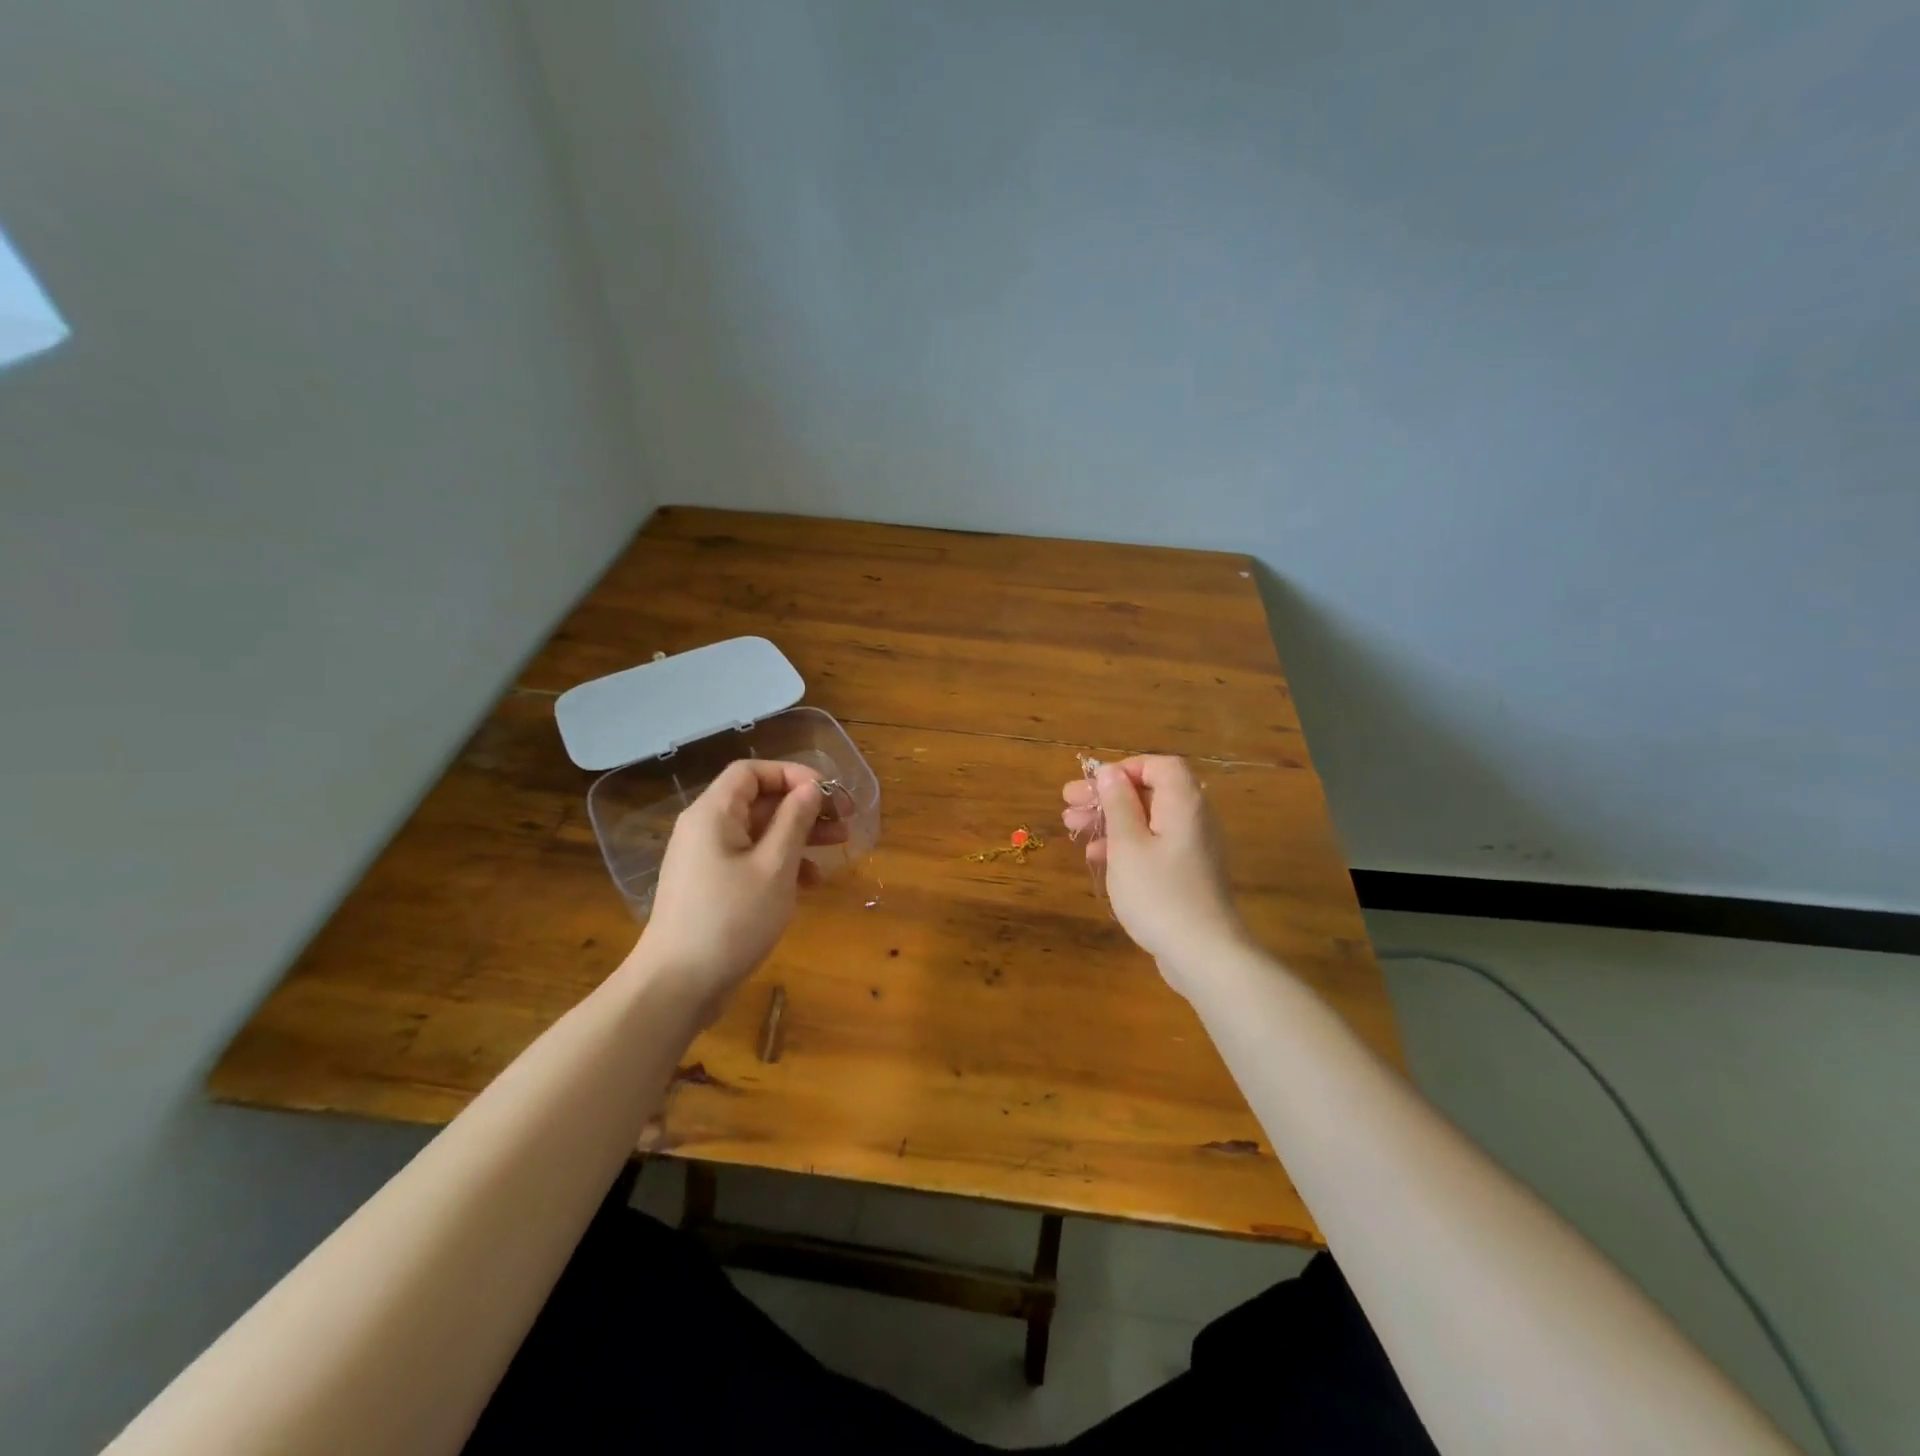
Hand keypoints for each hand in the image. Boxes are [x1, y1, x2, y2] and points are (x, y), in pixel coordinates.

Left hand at [637, 759, 847, 1015]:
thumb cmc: (730, 919)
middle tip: (844, 819)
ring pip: (759, 832)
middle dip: (804, 807)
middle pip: (759, 801)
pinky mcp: (713, 887)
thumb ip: (794, 821)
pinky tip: (810, 881)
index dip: (793, 774)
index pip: (752, 772)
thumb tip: (811, 788)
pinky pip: (751, 860)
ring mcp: (708, 860)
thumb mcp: (774, 867)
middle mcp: (706, 829)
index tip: (828, 793)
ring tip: (839, 845)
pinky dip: (782, 863)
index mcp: (713, 814)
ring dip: (799, 835)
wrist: (678, 985)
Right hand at [1061, 756, 1248, 982]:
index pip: (1159, 765)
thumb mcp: (1127, 844)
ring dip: (1110, 820)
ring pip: (1147, 820)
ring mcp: (1192, 848)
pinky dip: (1125, 845)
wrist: (1203, 954)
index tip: (1093, 786)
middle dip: (1107, 796)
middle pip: (1149, 792)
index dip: (1124, 769)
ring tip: (1072, 827)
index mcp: (1183, 803)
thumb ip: (1118, 804)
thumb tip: (1110, 772)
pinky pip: (1153, 845)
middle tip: (1069, 803)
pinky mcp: (1186, 874)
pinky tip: (1097, 858)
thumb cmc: (1159, 893)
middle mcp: (1193, 819)